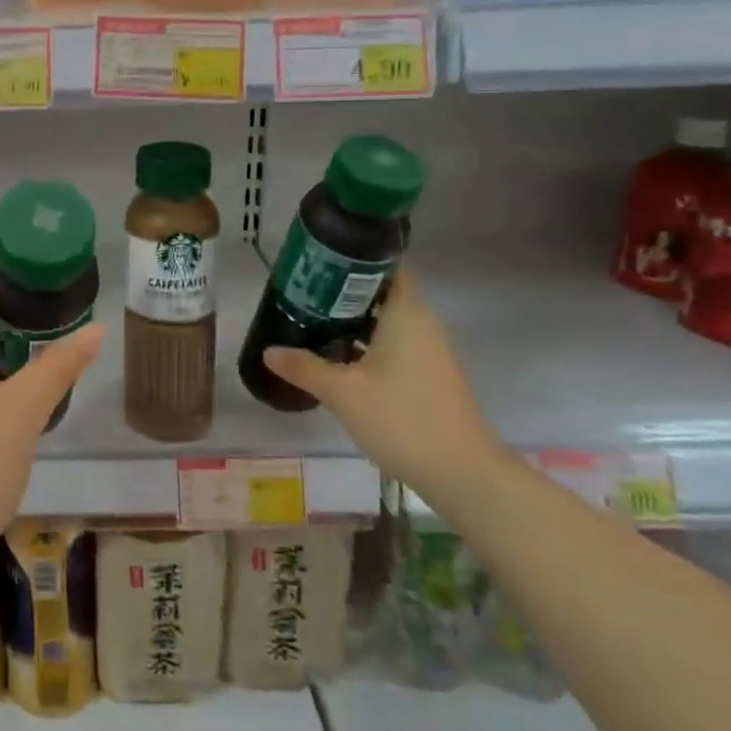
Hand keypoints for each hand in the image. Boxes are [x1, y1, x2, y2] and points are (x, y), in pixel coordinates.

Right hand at [261, 271, 503, 496]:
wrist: (462, 473)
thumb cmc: (401, 419)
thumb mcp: (342, 393)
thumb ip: (304, 367)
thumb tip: (269, 351)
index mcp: (406, 314)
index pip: (387, 265)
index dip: (355, 258)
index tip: (320, 261)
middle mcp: (421, 324)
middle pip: (382, 292)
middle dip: (344, 290)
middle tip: (303, 293)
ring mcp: (428, 351)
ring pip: (387, 320)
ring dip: (353, 319)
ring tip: (312, 322)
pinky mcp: (429, 375)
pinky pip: (394, 344)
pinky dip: (367, 342)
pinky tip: (338, 358)